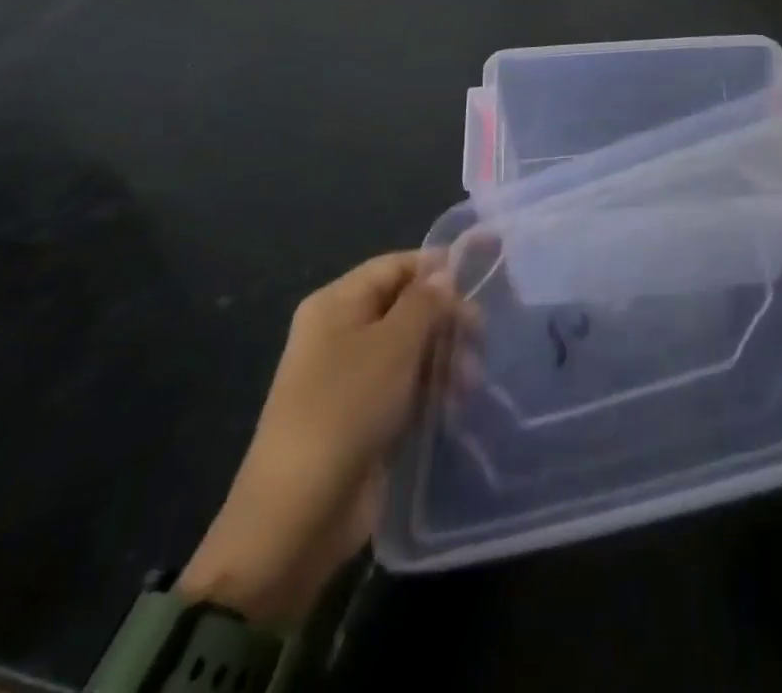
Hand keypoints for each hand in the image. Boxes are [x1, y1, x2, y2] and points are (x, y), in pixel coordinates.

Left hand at [178, 252, 457, 627]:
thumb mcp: (393, 345)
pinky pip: (406, 387)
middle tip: (481, 335)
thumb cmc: (345, 409)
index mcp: (336, 304)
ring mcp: (352, 377)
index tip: (483, 273)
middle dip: (446, 318)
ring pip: (411, 348)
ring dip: (445, 358)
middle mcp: (341, 332)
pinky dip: (432, 389)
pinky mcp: (364, 416)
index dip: (438, 266)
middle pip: (406, 306)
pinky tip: (456, 405)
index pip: (396, 265)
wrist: (298, 515)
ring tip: (471, 381)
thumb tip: (444, 274)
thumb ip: (425, 303)